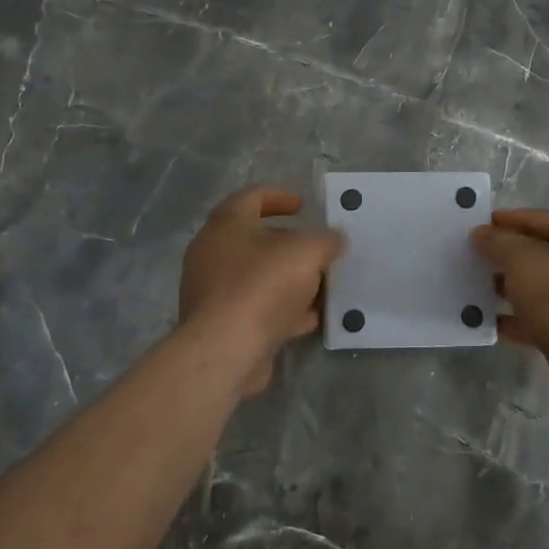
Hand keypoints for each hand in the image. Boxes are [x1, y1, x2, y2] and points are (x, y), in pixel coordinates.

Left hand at [179, 187, 345, 395]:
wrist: (224, 351)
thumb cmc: (262, 286)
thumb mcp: (306, 253)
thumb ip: (326, 240)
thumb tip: (336, 238)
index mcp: (226, 225)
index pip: (251, 197)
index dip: (280, 197)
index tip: (304, 206)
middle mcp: (213, 253)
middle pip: (255, 239)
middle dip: (290, 243)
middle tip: (318, 248)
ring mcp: (214, 291)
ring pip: (258, 276)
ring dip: (289, 279)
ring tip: (322, 285)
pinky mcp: (221, 324)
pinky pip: (257, 308)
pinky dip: (283, 309)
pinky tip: (310, 319)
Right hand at [471, 209, 548, 431]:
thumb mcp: (523, 261)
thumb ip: (498, 242)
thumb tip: (481, 233)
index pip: (541, 218)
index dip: (509, 219)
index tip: (478, 225)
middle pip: (540, 252)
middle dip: (505, 255)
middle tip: (472, 257)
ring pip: (538, 287)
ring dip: (507, 287)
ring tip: (474, 287)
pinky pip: (538, 318)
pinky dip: (514, 317)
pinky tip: (486, 320)